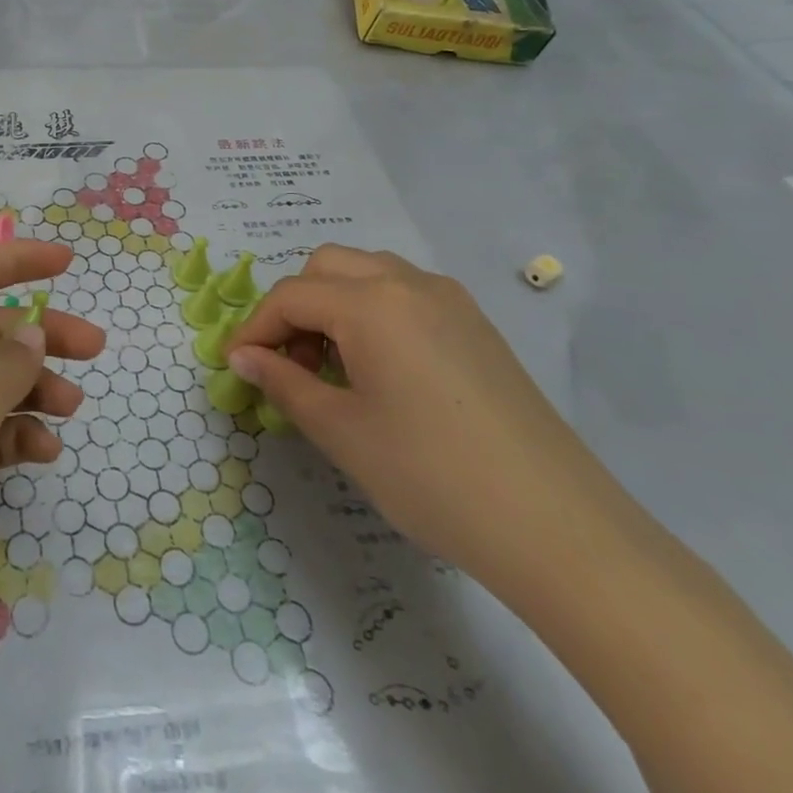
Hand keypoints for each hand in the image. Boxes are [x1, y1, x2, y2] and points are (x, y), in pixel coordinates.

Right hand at [225, 245, 623, 592]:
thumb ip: (283, 383)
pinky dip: (372, 314)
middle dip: (294, 307)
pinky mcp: (476, 325)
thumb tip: (243, 358)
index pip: (291, 296)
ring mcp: (450, 300)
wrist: (555, 525)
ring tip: (330, 367)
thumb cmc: (430, 475)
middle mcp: (409, 283)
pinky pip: (405, 295)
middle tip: (287, 363)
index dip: (255, 329)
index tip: (237, 367)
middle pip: (327, 267)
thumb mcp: (341, 431)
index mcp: (372, 302)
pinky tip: (378, 370)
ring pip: (368, 274)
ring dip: (333, 305)